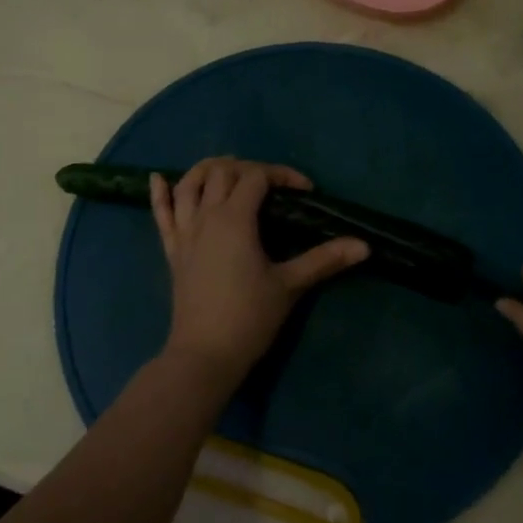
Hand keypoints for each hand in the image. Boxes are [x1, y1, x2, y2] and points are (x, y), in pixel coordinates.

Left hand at [151, 158, 368, 385]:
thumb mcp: (290, 285)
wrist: (204, 355)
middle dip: (248, 168)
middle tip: (272, 184)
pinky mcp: (172, 251)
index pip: (257, 177)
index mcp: (235, 219)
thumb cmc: (249, 317)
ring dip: (206, 169)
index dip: (282, 175)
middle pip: (222, 172)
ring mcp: (185, 232)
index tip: (306, 191)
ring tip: (226, 169)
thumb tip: (364, 245)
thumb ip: (325, 260)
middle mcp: (206, 216)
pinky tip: (158, 178)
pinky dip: (159, 193)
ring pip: (188, 184)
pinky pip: (161, 214)